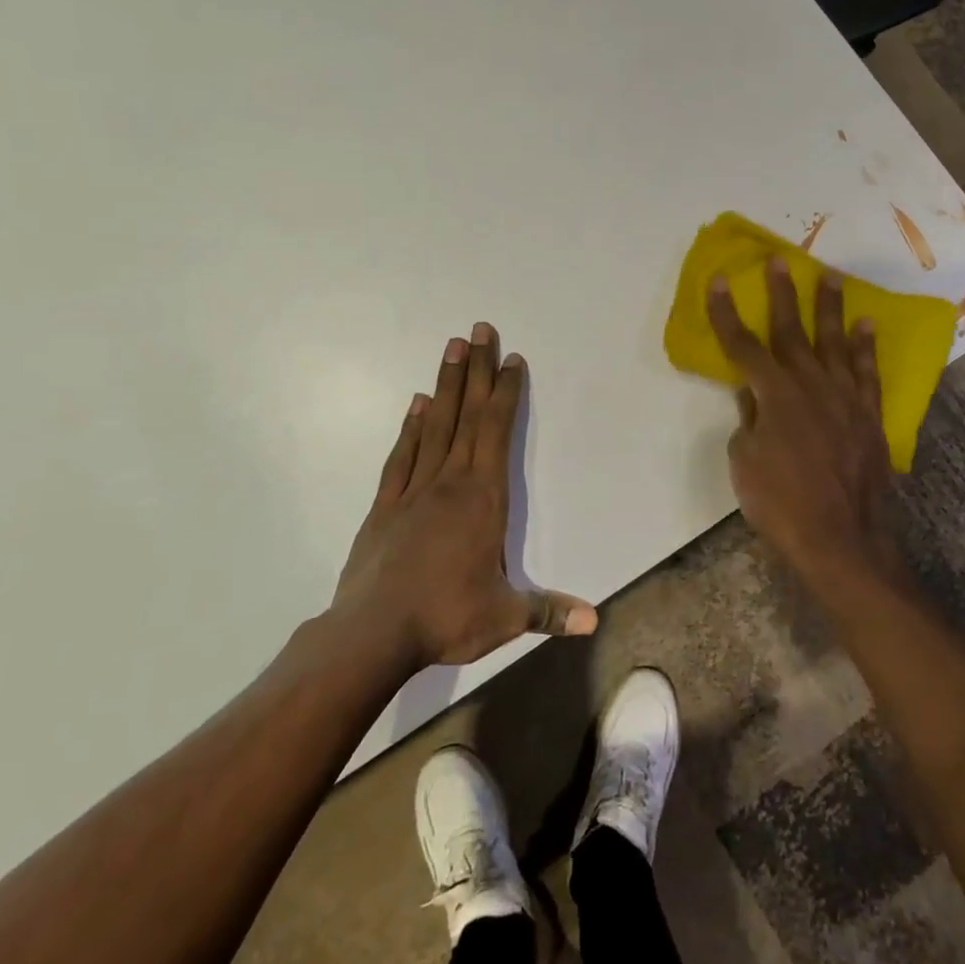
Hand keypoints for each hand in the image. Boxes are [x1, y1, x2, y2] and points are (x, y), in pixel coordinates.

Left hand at [331, 323, 596, 669]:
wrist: (371, 634)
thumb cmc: (444, 618)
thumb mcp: (505, 618)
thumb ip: (548, 612)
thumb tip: (594, 621)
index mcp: (483, 499)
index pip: (497, 433)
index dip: (506, 394)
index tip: (511, 359)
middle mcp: (450, 483)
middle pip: (467, 415)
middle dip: (477, 371)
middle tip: (479, 329)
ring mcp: (413, 491)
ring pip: (434, 426)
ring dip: (446, 385)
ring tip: (451, 348)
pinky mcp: (385, 506)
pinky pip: (402, 456)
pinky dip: (411, 427)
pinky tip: (417, 404)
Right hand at [707, 260, 903, 590]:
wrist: (842, 539)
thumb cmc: (781, 505)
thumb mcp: (745, 463)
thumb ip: (749, 421)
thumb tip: (753, 398)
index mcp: (773, 396)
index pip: (744, 347)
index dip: (728, 314)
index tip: (721, 281)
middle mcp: (810, 385)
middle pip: (791, 332)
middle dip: (781, 295)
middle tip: (778, 261)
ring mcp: (845, 398)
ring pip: (834, 342)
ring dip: (829, 308)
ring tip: (829, 276)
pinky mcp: (869, 415)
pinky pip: (868, 372)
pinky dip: (866, 347)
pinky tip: (866, 325)